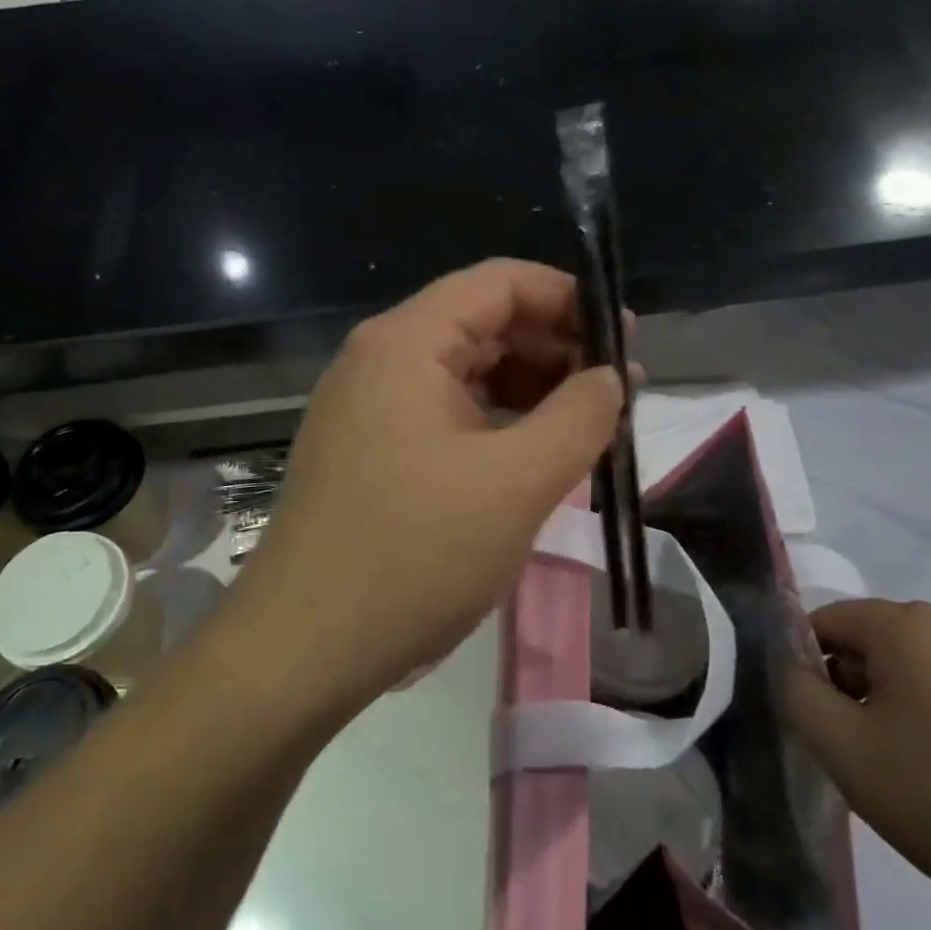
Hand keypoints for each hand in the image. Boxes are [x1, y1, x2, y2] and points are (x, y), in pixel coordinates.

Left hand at [234, 260, 625, 712]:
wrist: (305, 647)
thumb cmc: (414, 554)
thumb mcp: (517, 483)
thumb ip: (579, 417)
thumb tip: (610, 376)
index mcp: (406, 342)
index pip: (500, 283)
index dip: (568, 299)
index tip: (625, 337)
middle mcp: (380, 359)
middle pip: (482, 323)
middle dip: (555, 347)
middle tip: (616, 389)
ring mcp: (368, 406)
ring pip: (465, 372)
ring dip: (529, 389)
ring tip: (587, 425)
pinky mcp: (369, 450)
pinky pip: (445, 414)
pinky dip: (495, 424)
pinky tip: (532, 455)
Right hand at [786, 599, 930, 929]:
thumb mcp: (847, 753)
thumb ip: (797, 696)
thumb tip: (792, 668)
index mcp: (907, 624)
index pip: (824, 622)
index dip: (807, 670)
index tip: (821, 726)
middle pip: (872, 643)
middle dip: (853, 690)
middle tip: (864, 757)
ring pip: (917, 668)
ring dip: (897, 708)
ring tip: (914, 774)